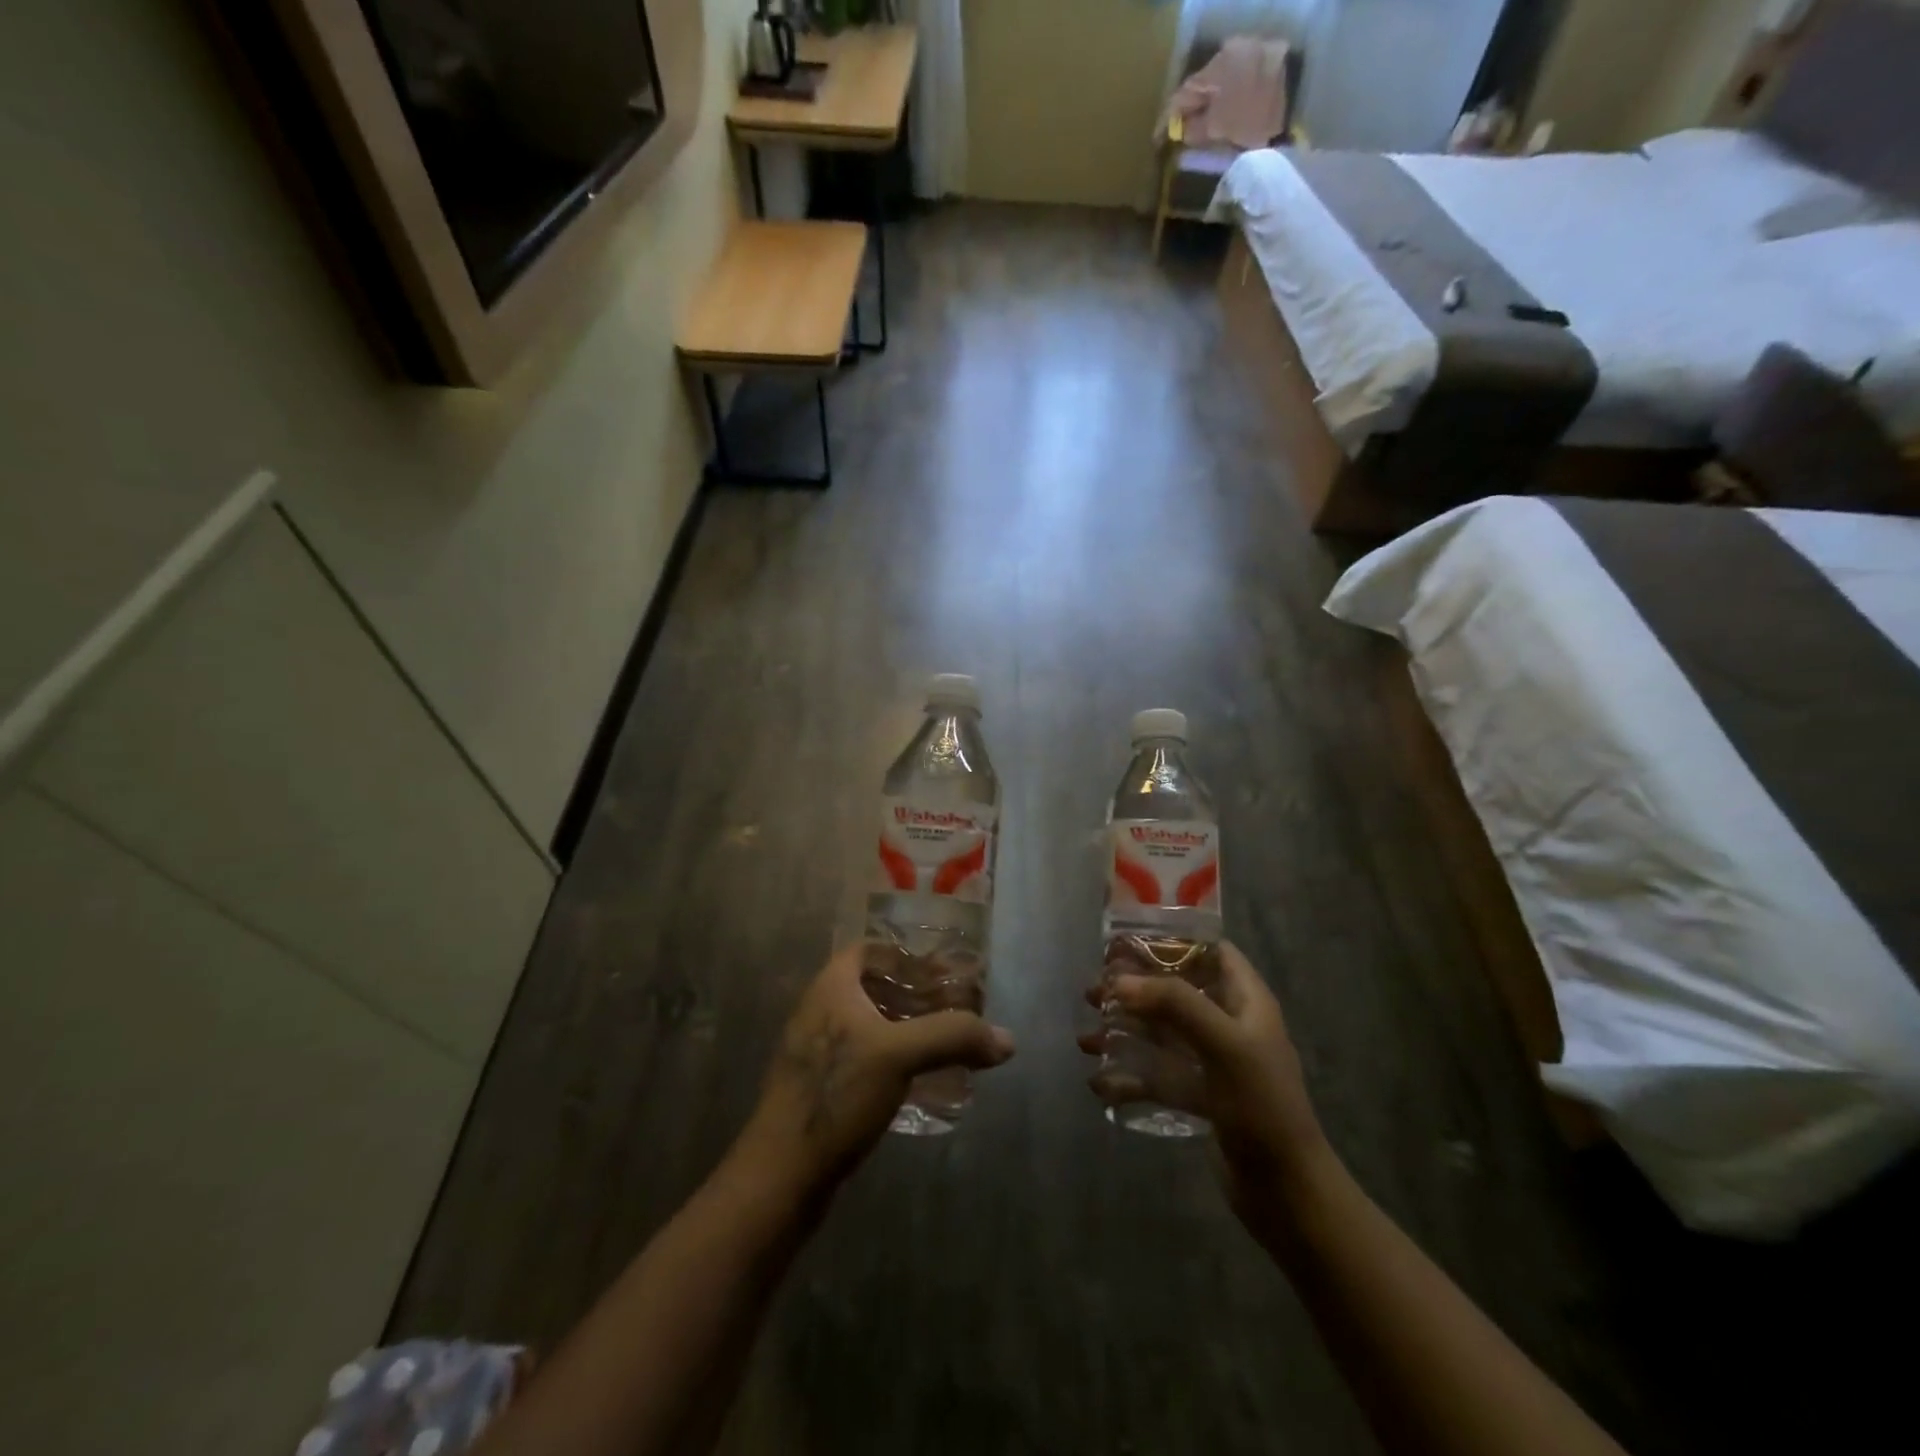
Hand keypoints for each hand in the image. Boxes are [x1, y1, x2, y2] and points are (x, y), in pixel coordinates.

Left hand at [739, 945, 1015, 1193]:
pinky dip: (893, 1058)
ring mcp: (817, 1051)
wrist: (781, 1174)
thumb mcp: (900, 1056)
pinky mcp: (821, 1087)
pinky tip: (918, 1080)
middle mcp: (820, 1011)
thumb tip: (1007, 1040)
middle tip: (953, 1007)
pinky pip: (863, 1057)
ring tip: (943, 1041)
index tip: (942, 971)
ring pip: (869, 1024)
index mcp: (831, 987)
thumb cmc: (837, 1095)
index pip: (869, 950)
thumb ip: (953, 1037)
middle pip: (872, 987)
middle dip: (913, 993)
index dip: (905, 955)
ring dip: (905, 1027)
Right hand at [1079, 942, 1330, 1233]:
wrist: (1287, 1193)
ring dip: (1124, 1032)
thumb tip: (1120, 981)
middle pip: (1176, 990)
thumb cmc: (1261, 1105)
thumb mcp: (1223, 1045)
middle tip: (1094, 991)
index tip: (1125, 942)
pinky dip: (1130, 1076)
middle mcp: (1229, 1023)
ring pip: (1161, 1033)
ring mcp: (1213, 1061)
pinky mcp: (1200, 1096)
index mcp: (1246, 1001)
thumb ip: (1175, 1004)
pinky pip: (1158, 1075)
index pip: (1210, 951)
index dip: (1171, 940)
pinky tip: (1100, 1083)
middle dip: (1134, 989)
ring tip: (1086, 1039)